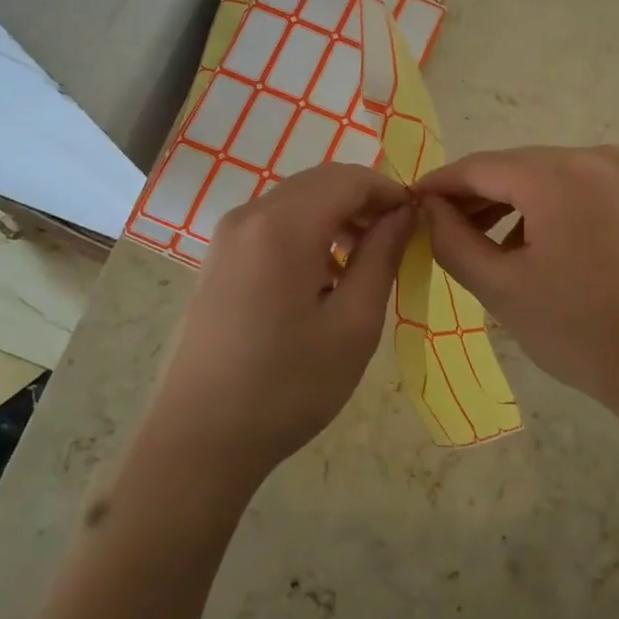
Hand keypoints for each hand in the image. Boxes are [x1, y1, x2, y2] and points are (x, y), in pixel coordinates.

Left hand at [151, 162, 413, 482]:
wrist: (200, 440)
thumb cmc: (288, 385)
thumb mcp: (354, 323)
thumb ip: (382, 256)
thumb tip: (404, 213)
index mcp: (283, 226)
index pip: (349, 179)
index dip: (390, 192)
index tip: (417, 222)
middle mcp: (250, 216)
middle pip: (320, 182)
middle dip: (364, 201)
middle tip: (396, 242)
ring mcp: (226, 237)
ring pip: (296, 201)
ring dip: (337, 217)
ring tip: (363, 263)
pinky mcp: (217, 260)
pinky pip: (273, 224)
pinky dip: (308, 233)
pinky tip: (322, 277)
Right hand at [416, 145, 618, 417]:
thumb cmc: (582, 332)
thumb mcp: (501, 289)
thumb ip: (451, 240)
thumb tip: (428, 208)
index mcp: (557, 175)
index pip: (479, 167)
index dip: (440, 185)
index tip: (411, 204)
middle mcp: (595, 156)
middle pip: (517, 167)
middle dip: (477, 196)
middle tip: (445, 231)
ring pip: (550, 176)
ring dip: (514, 203)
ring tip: (489, 245)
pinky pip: (582, 187)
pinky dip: (552, 207)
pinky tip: (540, 246)